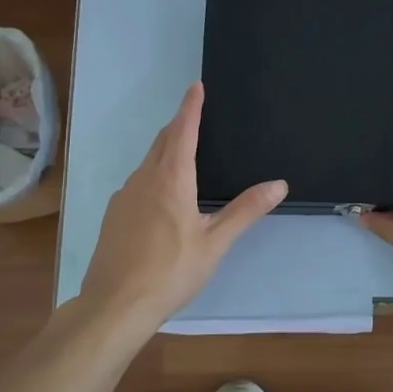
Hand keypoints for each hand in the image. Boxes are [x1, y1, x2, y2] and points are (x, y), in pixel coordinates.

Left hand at [77, 82, 286, 334]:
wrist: (115, 304)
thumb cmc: (171, 272)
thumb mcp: (215, 243)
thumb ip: (245, 211)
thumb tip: (278, 184)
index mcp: (172, 180)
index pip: (183, 131)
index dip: (191, 107)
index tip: (196, 86)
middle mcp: (144, 179)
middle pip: (162, 142)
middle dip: (178, 124)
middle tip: (193, 114)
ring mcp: (124, 196)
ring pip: (147, 162)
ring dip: (164, 149)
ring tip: (180, 150)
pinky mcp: (114, 215)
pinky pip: (137, 181)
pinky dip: (152, 173)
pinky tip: (159, 194)